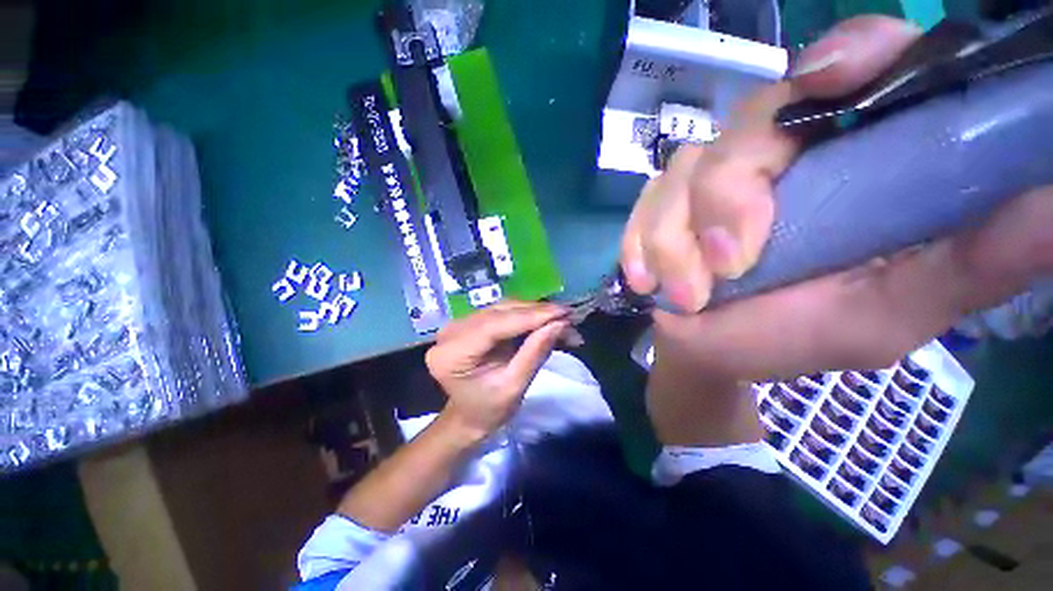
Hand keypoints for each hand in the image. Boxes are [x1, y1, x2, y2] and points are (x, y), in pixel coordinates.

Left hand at [425, 301, 570, 439]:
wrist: (469, 415)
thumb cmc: (489, 410)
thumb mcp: (514, 386)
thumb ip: (535, 352)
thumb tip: (560, 323)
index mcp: (453, 353)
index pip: (496, 324)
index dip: (532, 316)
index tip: (564, 312)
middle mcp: (452, 331)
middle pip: (500, 312)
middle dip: (538, 313)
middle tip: (570, 317)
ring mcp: (460, 323)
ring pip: (504, 308)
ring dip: (535, 312)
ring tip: (563, 320)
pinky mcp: (471, 322)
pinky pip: (503, 312)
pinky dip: (527, 316)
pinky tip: (546, 321)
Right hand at [621, 15, 1052, 384]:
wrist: (710, 351)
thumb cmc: (790, 337)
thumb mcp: (888, 313)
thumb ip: (966, 265)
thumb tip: (1051, 207)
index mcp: (845, 161)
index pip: (852, 70)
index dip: (844, 57)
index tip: (824, 81)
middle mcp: (774, 155)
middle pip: (746, 125)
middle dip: (728, 196)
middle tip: (732, 265)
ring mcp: (704, 180)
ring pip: (681, 172)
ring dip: (676, 240)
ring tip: (688, 295)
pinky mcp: (657, 206)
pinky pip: (642, 206)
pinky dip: (640, 244)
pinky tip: (647, 279)